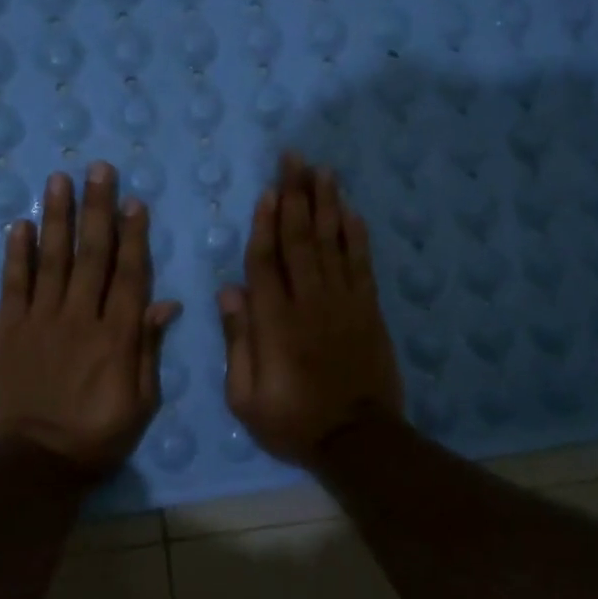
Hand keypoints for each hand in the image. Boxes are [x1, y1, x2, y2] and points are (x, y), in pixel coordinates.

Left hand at [0, 162, 181, 474]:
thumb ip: (148, 350)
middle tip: (98, 170)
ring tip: (58, 180)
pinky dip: (16, 253)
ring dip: (57, 217)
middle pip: (91, 255)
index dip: (134, 236)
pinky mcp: (8, 330)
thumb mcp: (140, 403)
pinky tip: (19, 224)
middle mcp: (80, 318)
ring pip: (52, 259)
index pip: (129, 275)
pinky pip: (13, 284)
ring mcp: (41, 321)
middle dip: (97, 209)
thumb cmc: (96, 437)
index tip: (134, 202)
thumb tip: (165, 303)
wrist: (34, 464)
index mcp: (117, 336)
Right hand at [219, 152, 404, 466]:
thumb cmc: (292, 421)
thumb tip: (230, 292)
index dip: (265, 223)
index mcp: (275, 322)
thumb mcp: (245, 396)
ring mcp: (343, 303)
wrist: (357, 439)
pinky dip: (356, 236)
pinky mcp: (368, 310)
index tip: (267, 191)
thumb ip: (238, 342)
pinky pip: (361, 264)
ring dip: (326, 204)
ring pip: (332, 243)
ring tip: (322, 170)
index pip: (266, 261)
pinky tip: (351, 211)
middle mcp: (309, 302)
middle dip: (296, 196)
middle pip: (300, 239)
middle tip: (294, 159)